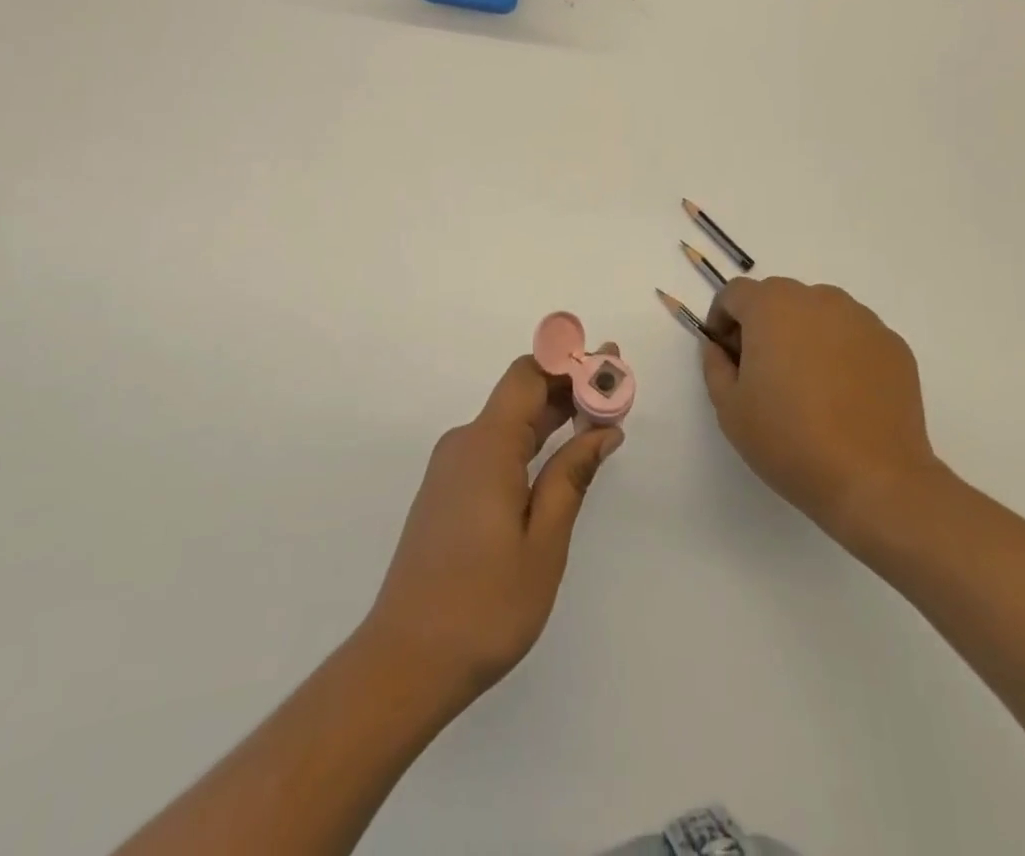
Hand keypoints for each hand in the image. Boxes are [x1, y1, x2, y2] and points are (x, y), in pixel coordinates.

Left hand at [365, 351, 623, 705]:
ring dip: (553, 415)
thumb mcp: (543, 543)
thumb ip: (571, 478)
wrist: (405, 661)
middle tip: (618, 388)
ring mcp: (452, 468)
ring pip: (509, 422)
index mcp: (487, 445)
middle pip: (520, 394)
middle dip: (570, 386)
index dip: (569, 362)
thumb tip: (602, 430)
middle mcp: (465, 443)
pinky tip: (559, 457)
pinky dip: (532, 441)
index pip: (528, 375)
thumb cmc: (484, 606)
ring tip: (600, 417)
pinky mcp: (449, 491)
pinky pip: (496, 447)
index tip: (610, 363)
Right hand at [701, 278, 940, 553]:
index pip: (735, 293)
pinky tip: (843, 396)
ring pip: (819, 314)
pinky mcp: (893, 345)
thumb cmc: (789, 440)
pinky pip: (853, 336)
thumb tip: (720, 347)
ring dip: (804, 335)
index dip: (722, 320)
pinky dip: (841, 352)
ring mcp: (861, 320)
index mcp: (771, 306)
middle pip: (779, 298)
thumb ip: (715, 365)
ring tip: (808, 384)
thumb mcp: (729, 408)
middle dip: (764, 325)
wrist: (874, 480)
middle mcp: (817, 299)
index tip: (727, 355)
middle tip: (764, 372)